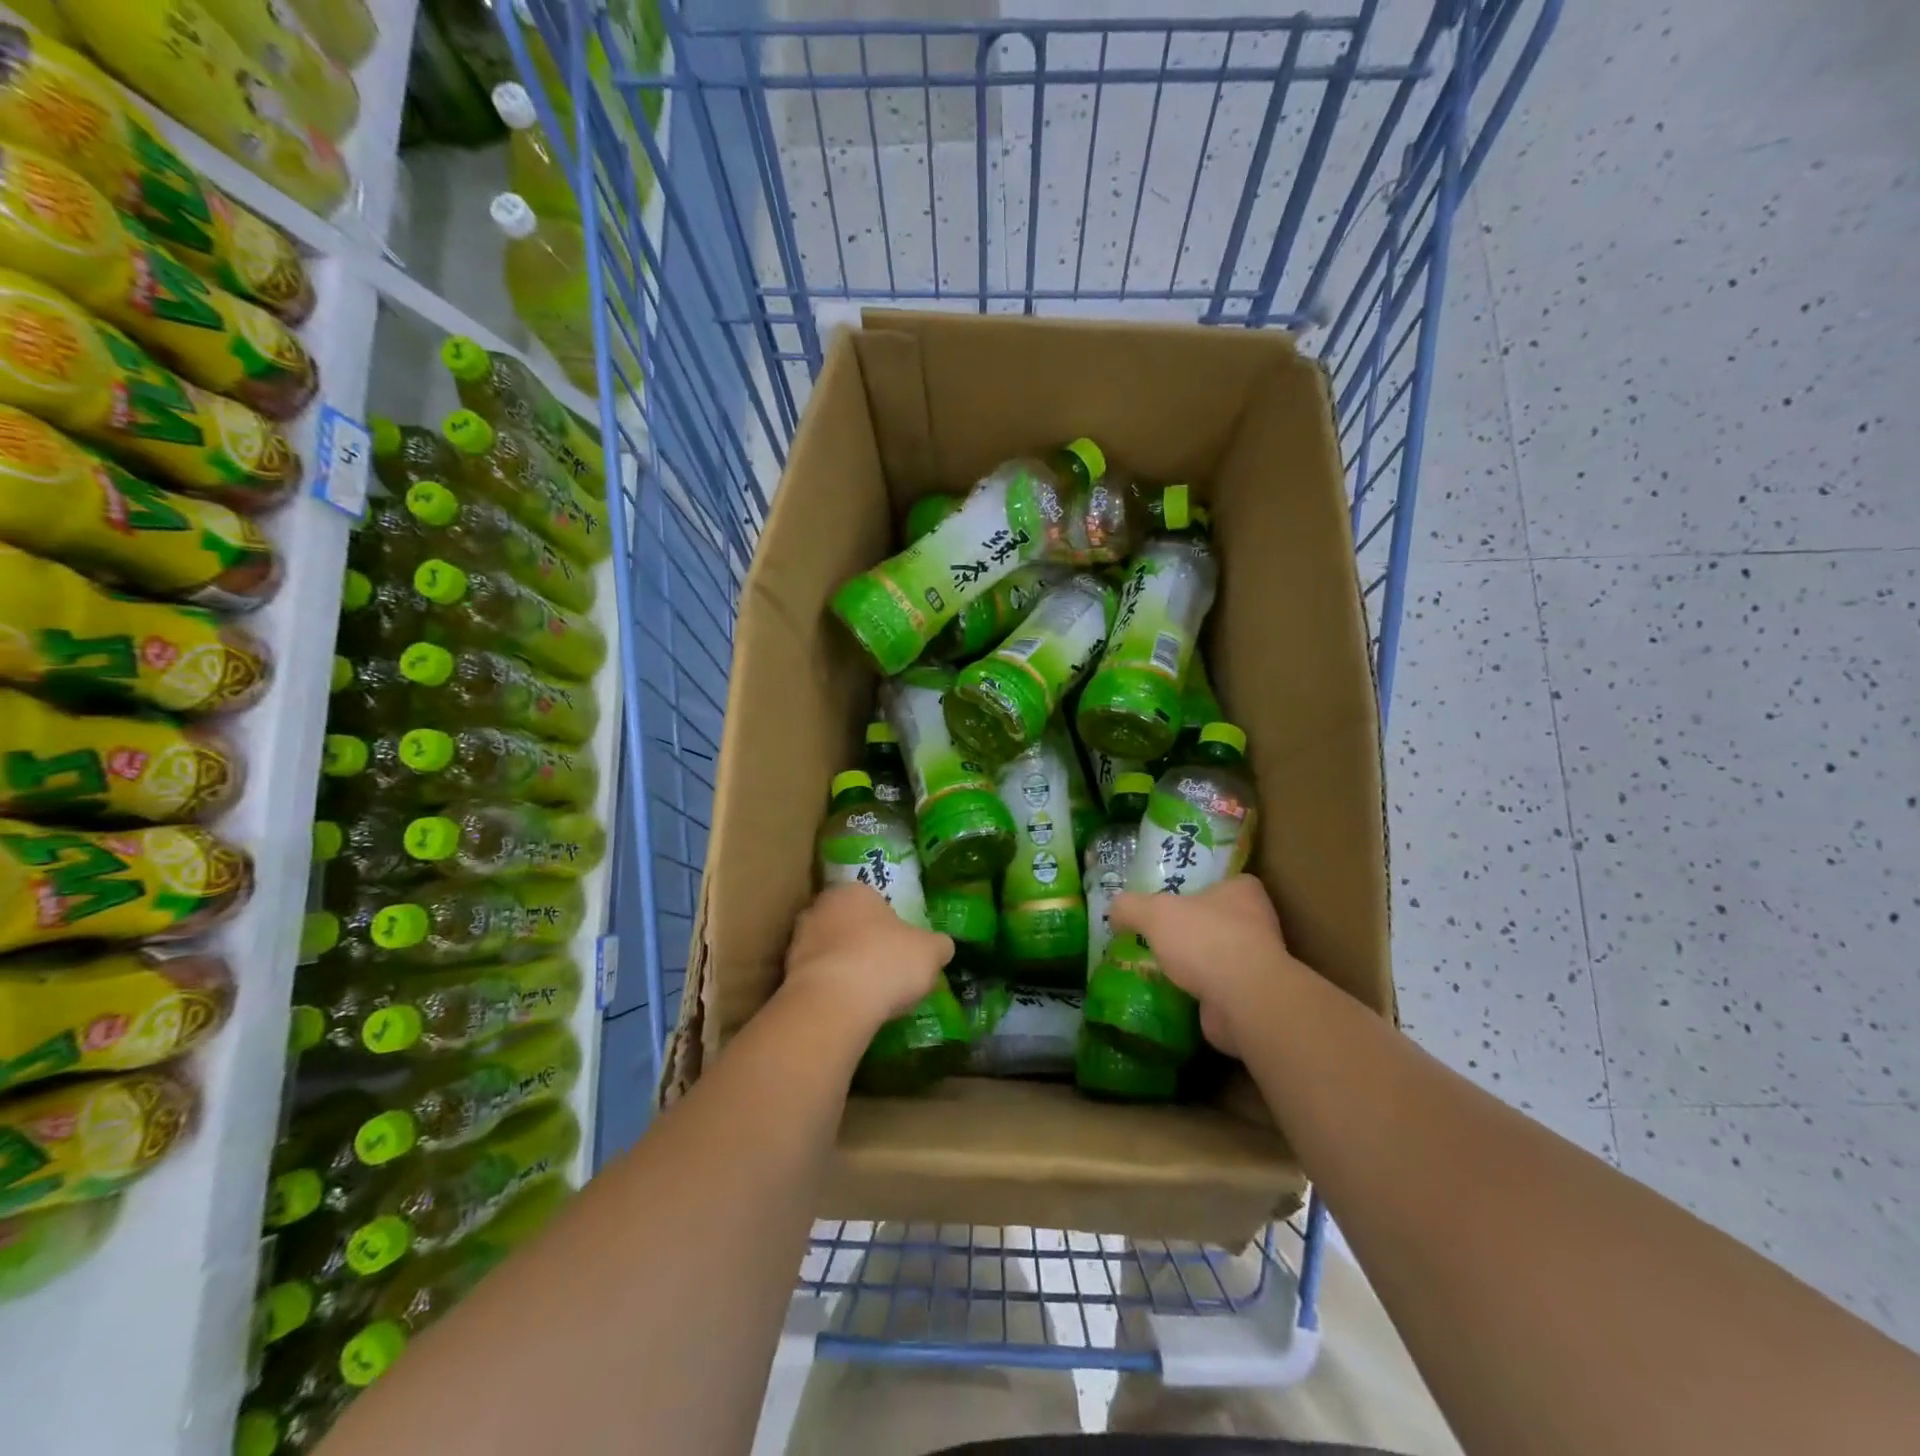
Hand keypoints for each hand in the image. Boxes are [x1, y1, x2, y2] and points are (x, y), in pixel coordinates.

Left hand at [782, 882, 952, 1037]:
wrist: (834, 1003)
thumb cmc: (885, 962)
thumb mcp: (930, 952)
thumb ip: (938, 945)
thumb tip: (941, 947)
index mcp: (855, 890)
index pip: (873, 900)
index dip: (888, 924)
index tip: (898, 947)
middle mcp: (821, 906)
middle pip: (846, 922)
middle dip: (860, 940)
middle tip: (882, 967)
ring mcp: (798, 939)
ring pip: (827, 948)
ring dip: (842, 964)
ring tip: (864, 993)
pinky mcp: (785, 974)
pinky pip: (815, 977)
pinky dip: (829, 988)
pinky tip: (845, 1007)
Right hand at [1108, 875, 1301, 1056]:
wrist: (1244, 1001)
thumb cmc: (1205, 940)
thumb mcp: (1154, 912)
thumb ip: (1130, 907)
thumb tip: (1114, 912)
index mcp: (1242, 890)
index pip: (1218, 881)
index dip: (1192, 888)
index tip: (1165, 899)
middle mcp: (1256, 921)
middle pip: (1213, 918)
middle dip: (1186, 928)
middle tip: (1153, 933)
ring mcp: (1256, 961)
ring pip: (1214, 954)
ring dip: (1191, 962)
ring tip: (1155, 965)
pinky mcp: (1250, 995)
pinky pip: (1215, 986)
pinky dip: (1195, 990)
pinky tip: (1169, 992)